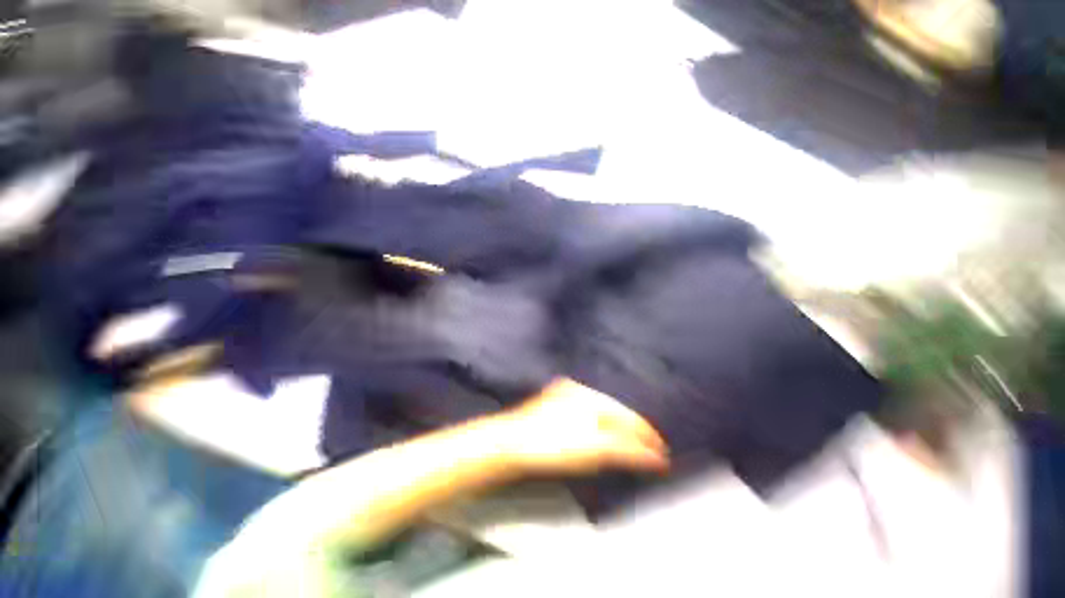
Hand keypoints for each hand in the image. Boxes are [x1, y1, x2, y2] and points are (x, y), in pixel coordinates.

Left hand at [497, 378, 669, 475]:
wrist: (511, 442)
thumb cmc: (551, 445)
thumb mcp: (591, 450)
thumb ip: (624, 449)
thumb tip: (653, 454)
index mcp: (591, 397)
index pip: (627, 415)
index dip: (646, 433)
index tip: (662, 450)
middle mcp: (580, 391)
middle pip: (616, 410)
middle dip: (634, 430)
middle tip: (651, 449)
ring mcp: (566, 395)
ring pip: (602, 410)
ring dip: (618, 427)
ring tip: (633, 444)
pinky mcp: (555, 403)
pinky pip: (588, 412)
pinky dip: (601, 424)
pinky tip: (604, 432)